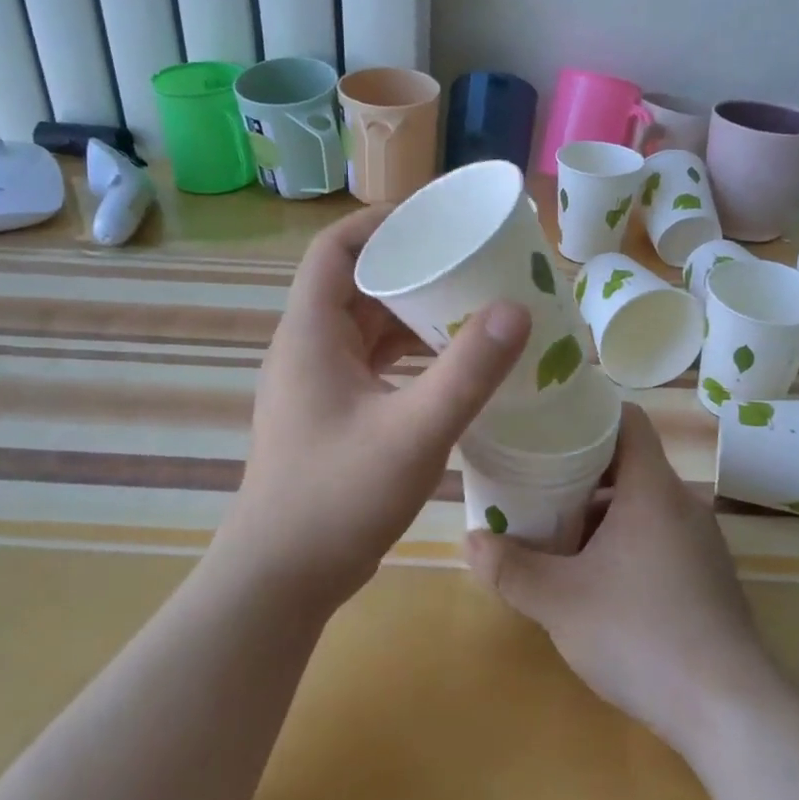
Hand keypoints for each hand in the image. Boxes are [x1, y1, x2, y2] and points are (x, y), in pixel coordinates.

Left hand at [220, 204, 529, 615]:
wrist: (281, 579)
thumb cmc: (338, 497)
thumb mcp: (414, 431)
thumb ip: (467, 371)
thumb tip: (517, 308)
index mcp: (311, 333)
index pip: (336, 249)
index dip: (380, 223)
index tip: (435, 219)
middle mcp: (308, 349)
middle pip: (357, 284)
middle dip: (412, 269)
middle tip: (471, 264)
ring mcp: (317, 384)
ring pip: (366, 328)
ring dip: (413, 316)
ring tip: (472, 309)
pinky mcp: (331, 415)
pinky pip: (372, 365)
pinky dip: (408, 356)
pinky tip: (450, 368)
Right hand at [464, 404, 773, 755]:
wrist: (728, 709)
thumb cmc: (639, 634)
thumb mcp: (559, 602)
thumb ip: (509, 569)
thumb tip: (470, 541)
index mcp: (652, 489)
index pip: (627, 420)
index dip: (589, 415)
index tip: (550, 426)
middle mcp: (683, 503)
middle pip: (629, 464)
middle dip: (580, 472)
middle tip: (536, 485)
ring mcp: (702, 542)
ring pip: (643, 505)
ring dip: (601, 513)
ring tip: (556, 535)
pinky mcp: (708, 577)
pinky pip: (659, 537)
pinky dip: (625, 541)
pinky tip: (597, 580)